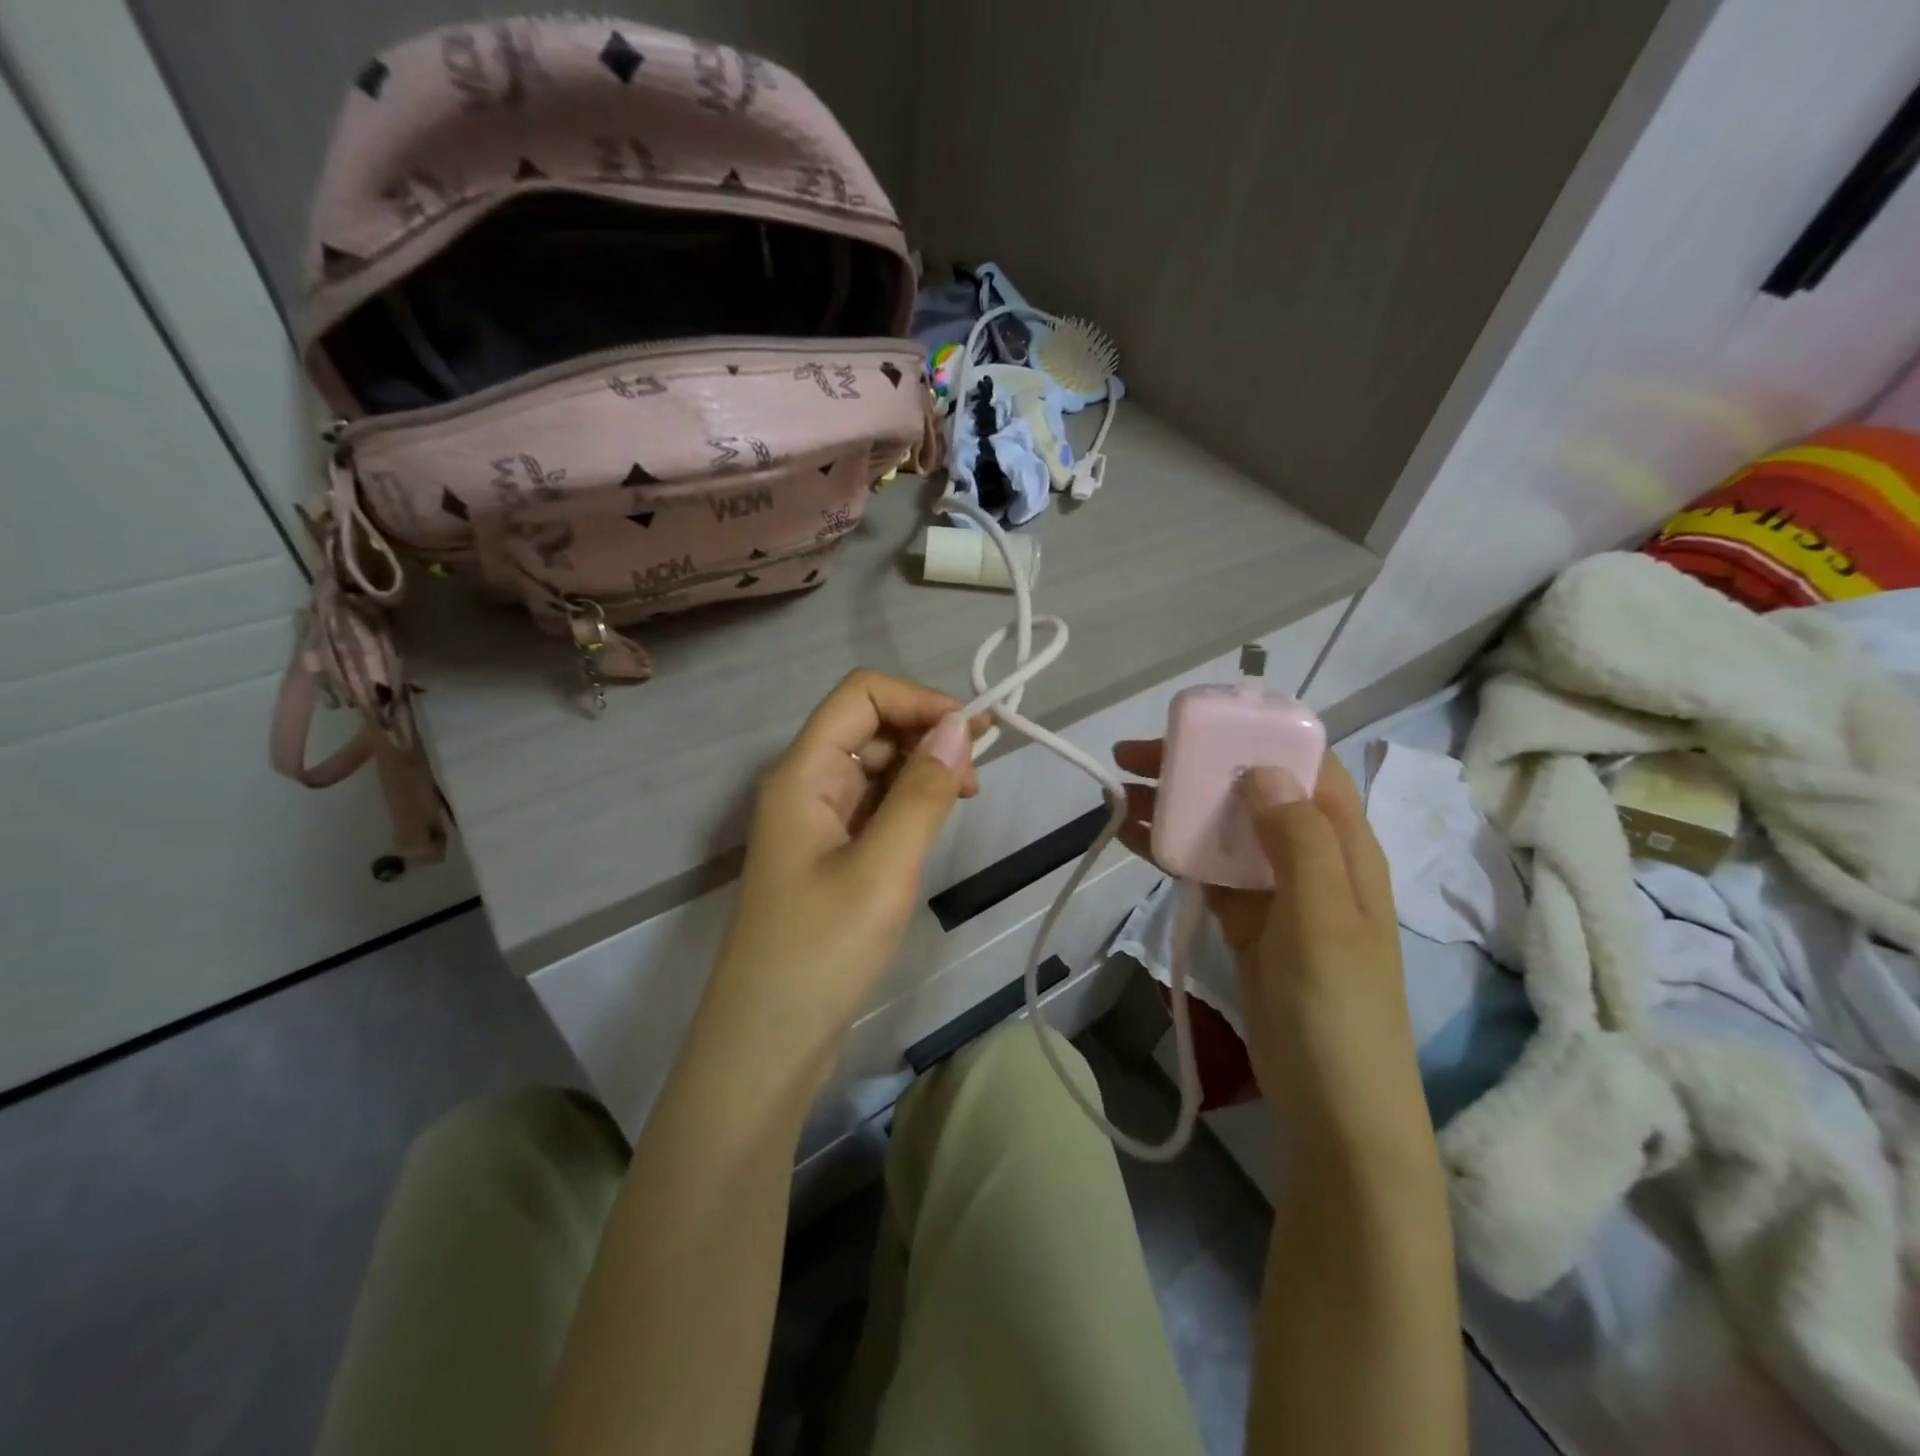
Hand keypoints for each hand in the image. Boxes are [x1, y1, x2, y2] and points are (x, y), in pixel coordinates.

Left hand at [701, 671, 980, 1069]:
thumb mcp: (883, 869)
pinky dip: (909, 802)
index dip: (920, 700)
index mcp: (803, 773)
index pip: (861, 695)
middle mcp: (805, 785)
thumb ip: (922, 793)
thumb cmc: (821, 952)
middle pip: (869, 725)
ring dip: (921, 768)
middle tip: (977, 777)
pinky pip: (873, 805)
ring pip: (875, 765)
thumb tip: (960, 726)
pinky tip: (935, 823)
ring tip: (965, 799)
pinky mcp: (829, 854)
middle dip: (926, 733)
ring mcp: (816, 821)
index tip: (974, 734)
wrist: (768, 1044)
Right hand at [1113, 743, 1427, 1156]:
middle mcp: (1311, 857)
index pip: (1307, 767)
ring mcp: (1276, 892)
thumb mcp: (1324, 918)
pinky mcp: (1246, 921)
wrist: (1334, 1109)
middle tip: (1136, 756)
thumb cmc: (1337, 1010)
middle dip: (1199, 768)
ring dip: (1177, 807)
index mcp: (1345, 846)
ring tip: (1121, 790)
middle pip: (1252, 791)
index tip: (1201, 726)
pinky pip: (1207, 871)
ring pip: (1222, 829)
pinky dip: (1172, 850)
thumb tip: (1260, 770)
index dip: (1258, 737)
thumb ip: (1297, 839)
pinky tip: (1133, 836)